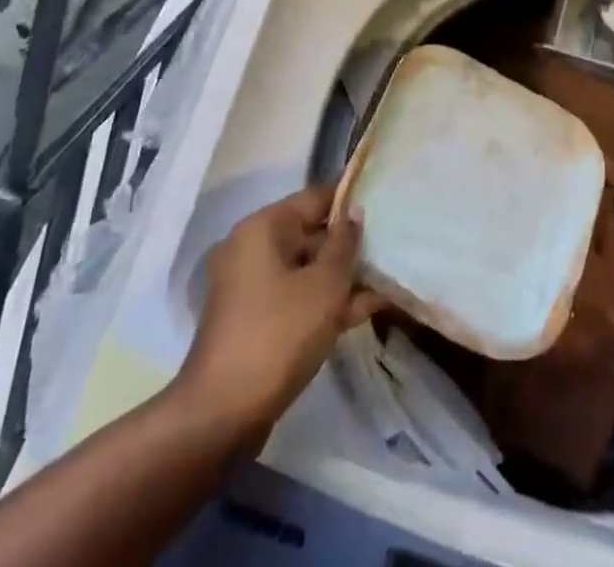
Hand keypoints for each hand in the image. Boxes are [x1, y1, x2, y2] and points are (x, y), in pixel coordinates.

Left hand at [179, 184, 383, 434]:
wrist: (222, 415)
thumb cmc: (278, 335)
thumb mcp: (325, 286)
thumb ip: (344, 243)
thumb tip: (353, 211)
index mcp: (263, 228)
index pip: (315, 198)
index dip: (350, 198)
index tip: (384, 200)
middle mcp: (252, 248)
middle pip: (310, 233)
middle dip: (350, 244)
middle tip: (391, 245)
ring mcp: (250, 286)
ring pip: (306, 269)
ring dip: (342, 277)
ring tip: (388, 280)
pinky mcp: (254, 320)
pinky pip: (296, 296)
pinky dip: (324, 301)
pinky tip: (364, 310)